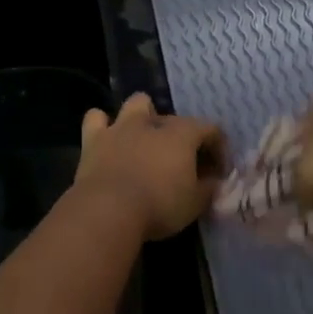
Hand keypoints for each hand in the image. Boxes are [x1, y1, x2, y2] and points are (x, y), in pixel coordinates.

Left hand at [74, 94, 222, 239]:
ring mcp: (121, 127)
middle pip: (175, 119)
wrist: (108, 210)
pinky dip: (103, 125)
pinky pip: (96, 119)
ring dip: (143, 116)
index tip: (219, 172)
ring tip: (146, 138)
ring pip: (136, 103)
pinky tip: (108, 138)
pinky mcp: (93, 140)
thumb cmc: (159, 205)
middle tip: (185, 164)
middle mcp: (153, 122)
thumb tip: (214, 181)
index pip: (211, 129)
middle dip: (184, 138)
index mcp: (182, 134)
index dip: (219, 148)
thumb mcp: (196, 203)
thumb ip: (209, 188)